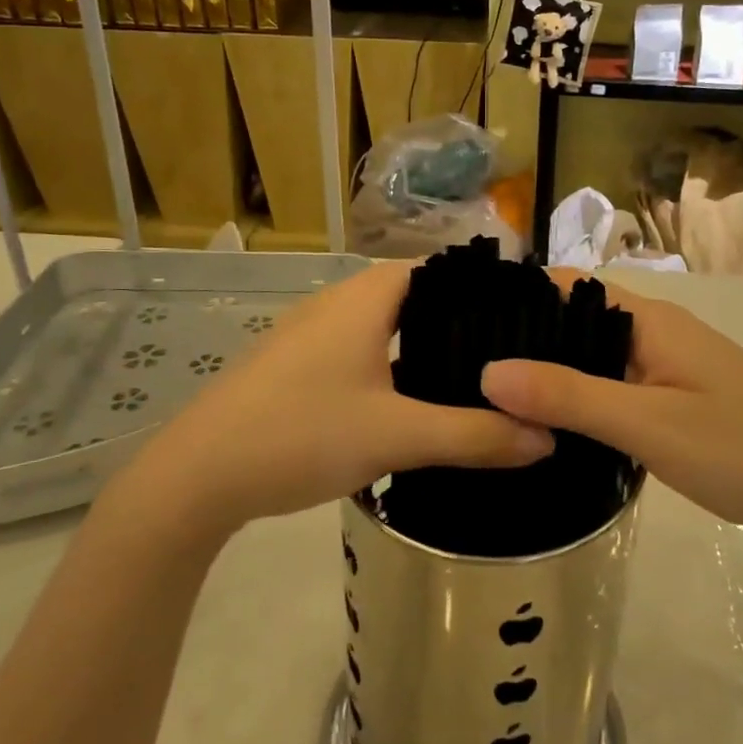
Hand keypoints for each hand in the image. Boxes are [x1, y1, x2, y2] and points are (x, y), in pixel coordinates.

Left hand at [109, 262, 551, 541]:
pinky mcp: (293, 363)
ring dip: (421, 345)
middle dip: (458, 321)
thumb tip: (546, 438)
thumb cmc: (302, 434)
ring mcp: (310, 332)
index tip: (522, 317)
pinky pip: (358, 348)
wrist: (196, 475)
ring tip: (469, 378)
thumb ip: (475, 436)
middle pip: (413, 296)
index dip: (482, 287)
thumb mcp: (398, 437)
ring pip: (383, 324)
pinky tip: (408, 402)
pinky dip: (390, 363)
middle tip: (507, 356)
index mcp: (365, 298)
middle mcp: (337, 301)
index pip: (438, 268)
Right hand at [479, 281, 742, 558]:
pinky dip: (582, 398)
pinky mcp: (679, 399)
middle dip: (526, 339)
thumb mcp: (649, 425)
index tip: (460, 322)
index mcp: (649, 319)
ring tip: (490, 397)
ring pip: (596, 357)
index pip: (568, 287)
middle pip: (577, 321)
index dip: (517, 296)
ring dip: (553, 372)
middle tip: (462, 368)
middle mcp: (657, 331)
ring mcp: (671, 366)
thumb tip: (487, 370)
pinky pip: (616, 386)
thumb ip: (570, 396)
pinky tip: (552, 425)